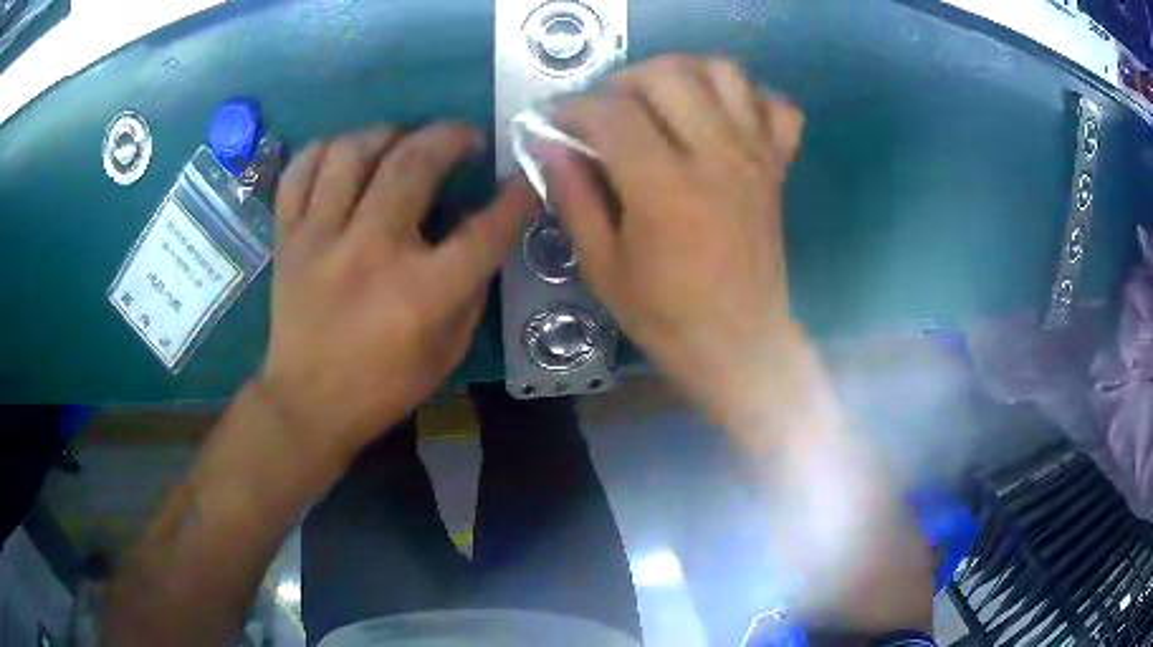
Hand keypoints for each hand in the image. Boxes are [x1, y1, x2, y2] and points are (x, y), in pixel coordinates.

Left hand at [257, 123, 532, 461]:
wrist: (307, 405)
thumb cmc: (382, 387)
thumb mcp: (447, 352)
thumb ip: (470, 290)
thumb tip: (480, 233)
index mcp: (421, 294)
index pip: (483, 230)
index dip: (515, 198)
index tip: (526, 178)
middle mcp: (370, 253)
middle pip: (414, 164)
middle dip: (451, 136)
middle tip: (464, 139)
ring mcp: (321, 240)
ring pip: (352, 152)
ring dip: (387, 133)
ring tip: (401, 141)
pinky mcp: (288, 239)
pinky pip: (300, 172)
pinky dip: (325, 151)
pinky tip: (345, 158)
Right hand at [541, 56, 805, 415]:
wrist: (741, 344)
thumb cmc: (667, 316)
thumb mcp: (603, 267)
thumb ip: (574, 198)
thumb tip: (547, 146)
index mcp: (664, 187)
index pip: (611, 112)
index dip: (572, 106)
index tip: (553, 119)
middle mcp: (716, 157)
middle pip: (668, 75)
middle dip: (623, 80)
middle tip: (604, 110)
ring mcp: (755, 157)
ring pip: (724, 73)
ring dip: (683, 72)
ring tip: (658, 99)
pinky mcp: (778, 167)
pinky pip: (777, 106)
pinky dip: (749, 96)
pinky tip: (721, 115)